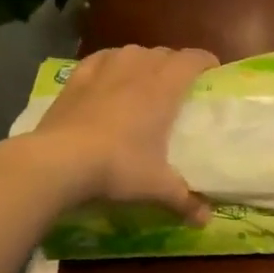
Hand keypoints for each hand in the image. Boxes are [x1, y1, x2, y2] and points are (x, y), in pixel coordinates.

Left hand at [25, 44, 218, 222]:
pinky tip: (108, 73)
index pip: (191, 60)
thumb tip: (205, 221)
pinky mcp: (75, 80)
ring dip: (143, 59)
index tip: (213, 70)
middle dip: (175, 63)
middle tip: (180, 83)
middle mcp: (136, 71)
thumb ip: (184, 200)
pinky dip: (110, 62)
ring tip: (145, 76)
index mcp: (163, 89)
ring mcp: (103, 72)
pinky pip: (99, 59)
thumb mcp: (157, 187)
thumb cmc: (119, 167)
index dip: (205, 61)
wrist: (60, 161)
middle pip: (162, 53)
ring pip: (131, 51)